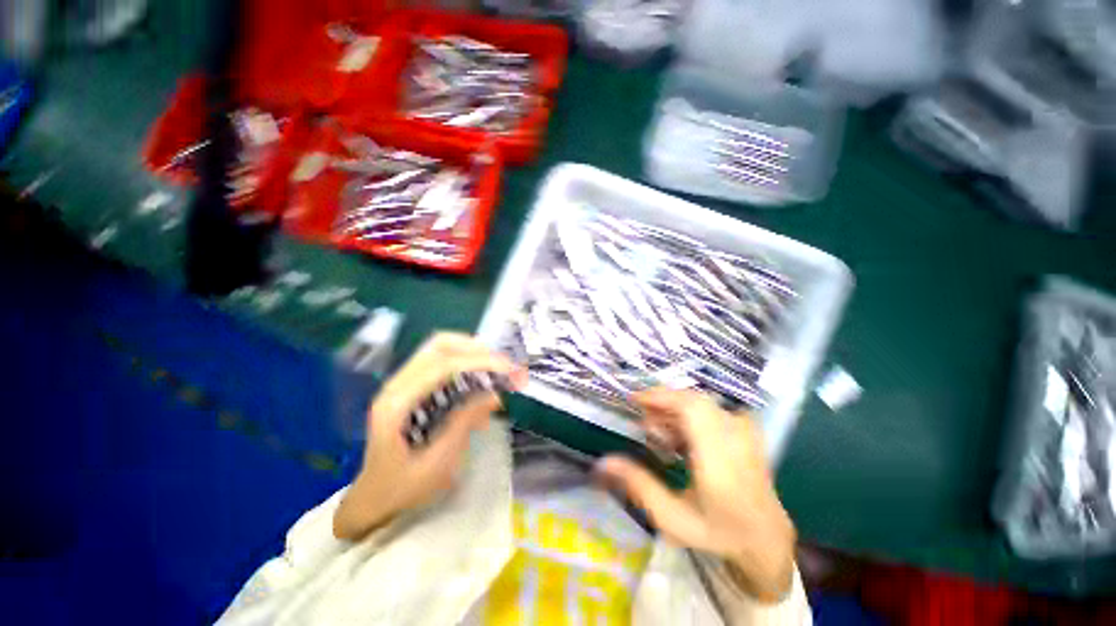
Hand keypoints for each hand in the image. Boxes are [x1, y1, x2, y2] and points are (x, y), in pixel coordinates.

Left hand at [333, 333, 524, 540]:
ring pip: (441, 348)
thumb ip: (464, 421)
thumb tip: (495, 394)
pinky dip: (466, 363)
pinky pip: (442, 361)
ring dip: (472, 353)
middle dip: (477, 349)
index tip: (508, 368)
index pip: (443, 367)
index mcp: (397, 405)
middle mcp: (396, 385)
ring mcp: (401, 382)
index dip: (479, 362)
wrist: (373, 496)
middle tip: (503, 365)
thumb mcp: (438, 462)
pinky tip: (481, 382)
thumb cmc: (403, 487)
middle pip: (440, 346)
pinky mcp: (411, 385)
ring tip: (496, 369)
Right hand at [596, 389, 796, 602]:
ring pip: (700, 402)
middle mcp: (736, 437)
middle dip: (662, 403)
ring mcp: (744, 430)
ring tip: (661, 436)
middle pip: (692, 399)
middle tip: (644, 423)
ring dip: (674, 411)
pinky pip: (710, 408)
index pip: (692, 408)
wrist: (765, 537)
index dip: (661, 396)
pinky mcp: (744, 428)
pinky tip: (680, 438)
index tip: (634, 401)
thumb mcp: (672, 518)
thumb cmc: (717, 531)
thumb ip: (639, 486)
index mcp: (720, 459)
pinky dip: (688, 415)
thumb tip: (603, 462)